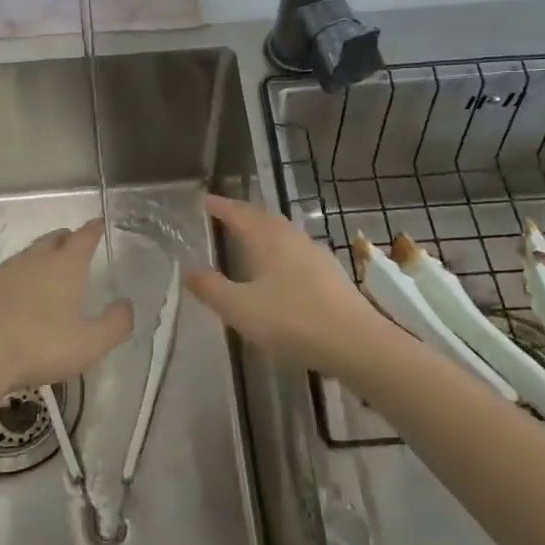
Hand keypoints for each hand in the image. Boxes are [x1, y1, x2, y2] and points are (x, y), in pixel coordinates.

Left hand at [0, 219, 133, 398]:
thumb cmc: (42, 347)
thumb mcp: (91, 344)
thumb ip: (116, 323)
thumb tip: (127, 305)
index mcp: (65, 266)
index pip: (84, 237)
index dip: (94, 229)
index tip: (100, 223)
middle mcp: (34, 260)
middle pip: (53, 239)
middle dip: (66, 239)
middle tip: (74, 246)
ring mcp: (2, 272)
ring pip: (25, 255)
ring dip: (38, 258)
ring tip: (44, 270)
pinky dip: (8, 280)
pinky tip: (7, 292)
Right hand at [187, 194, 389, 378]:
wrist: (357, 343)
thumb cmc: (292, 321)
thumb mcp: (240, 308)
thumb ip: (211, 288)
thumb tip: (188, 267)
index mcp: (269, 239)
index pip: (239, 213)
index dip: (220, 206)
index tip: (204, 200)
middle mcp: (293, 238)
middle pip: (264, 219)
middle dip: (242, 215)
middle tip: (224, 216)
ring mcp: (317, 255)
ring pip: (284, 234)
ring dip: (264, 233)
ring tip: (249, 241)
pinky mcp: (331, 275)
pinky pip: (297, 253)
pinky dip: (281, 253)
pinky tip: (280, 271)